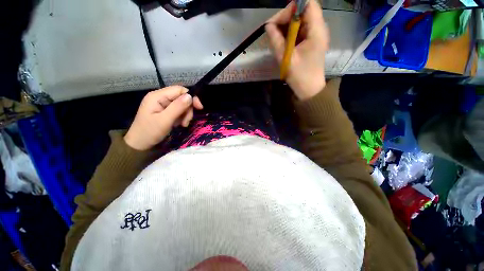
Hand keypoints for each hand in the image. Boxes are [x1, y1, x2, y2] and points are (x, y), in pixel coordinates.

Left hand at [124, 86, 202, 150]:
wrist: (139, 144)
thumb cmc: (149, 132)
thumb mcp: (165, 120)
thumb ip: (177, 107)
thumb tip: (190, 96)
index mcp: (157, 96)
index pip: (179, 90)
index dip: (191, 97)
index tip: (199, 108)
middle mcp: (160, 97)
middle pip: (182, 98)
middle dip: (187, 109)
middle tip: (186, 122)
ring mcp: (163, 104)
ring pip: (182, 105)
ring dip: (185, 115)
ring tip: (182, 124)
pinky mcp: (165, 111)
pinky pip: (179, 111)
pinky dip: (182, 117)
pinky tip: (179, 124)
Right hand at [265, 0, 329, 99]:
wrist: (309, 89)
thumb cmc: (300, 76)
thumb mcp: (286, 58)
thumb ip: (276, 40)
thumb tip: (268, 26)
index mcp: (316, 30)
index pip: (307, 4)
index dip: (292, 8)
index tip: (279, 22)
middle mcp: (318, 28)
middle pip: (302, 11)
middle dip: (286, 19)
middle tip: (273, 33)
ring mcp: (314, 35)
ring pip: (299, 21)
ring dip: (286, 28)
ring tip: (276, 40)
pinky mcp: (310, 42)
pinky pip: (299, 31)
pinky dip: (289, 35)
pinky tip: (282, 44)